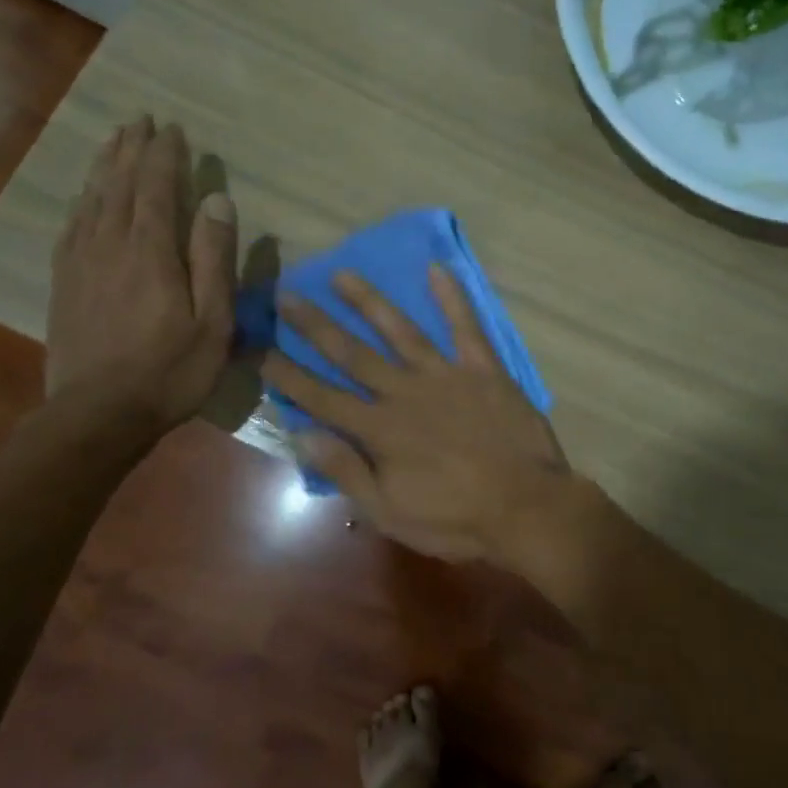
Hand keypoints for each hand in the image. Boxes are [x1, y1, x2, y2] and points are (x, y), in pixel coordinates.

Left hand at [46, 117, 236, 435]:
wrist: (98, 414)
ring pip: (92, 200)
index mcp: (150, 251)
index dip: (164, 155)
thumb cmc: (170, 372)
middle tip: (140, 120)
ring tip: (113, 141)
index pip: (157, 187)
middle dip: (132, 149)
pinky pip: (71, 227)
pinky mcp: (63, 284)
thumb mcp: (212, 322)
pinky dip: (81, 202)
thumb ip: (214, 259)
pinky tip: (84, 197)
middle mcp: (110, 244)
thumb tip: (218, 200)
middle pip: (120, 184)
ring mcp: (80, 263)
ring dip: (105, 167)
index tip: (173, 129)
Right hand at [262, 266, 571, 564]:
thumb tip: (301, 435)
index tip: (260, 350)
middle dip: (315, 325)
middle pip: (351, 354)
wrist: (527, 507)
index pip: (321, 397)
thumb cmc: (455, 519)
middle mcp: (404, 392)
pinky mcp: (482, 369)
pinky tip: (437, 268)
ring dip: (368, 301)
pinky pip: (465, 326)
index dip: (288, 375)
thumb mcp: (389, 512)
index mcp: (379, 429)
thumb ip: (345, 471)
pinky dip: (452, 297)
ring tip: (342, 274)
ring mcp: (445, 375)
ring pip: (399, 330)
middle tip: (286, 295)